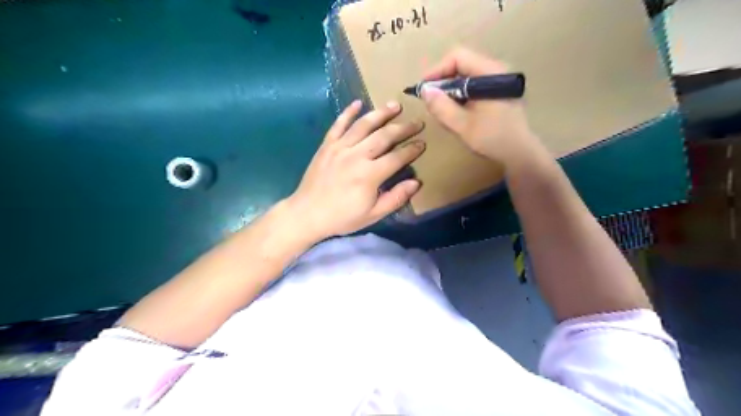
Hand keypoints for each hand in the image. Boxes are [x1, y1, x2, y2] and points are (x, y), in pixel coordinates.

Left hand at [285, 99, 424, 240]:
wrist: (307, 214)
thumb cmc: (342, 217)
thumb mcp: (373, 215)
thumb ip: (396, 198)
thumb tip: (416, 182)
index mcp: (370, 175)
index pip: (397, 157)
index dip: (412, 150)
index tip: (423, 143)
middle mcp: (356, 155)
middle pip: (384, 136)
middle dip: (403, 128)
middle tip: (417, 122)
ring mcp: (339, 148)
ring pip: (364, 125)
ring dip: (381, 113)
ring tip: (395, 105)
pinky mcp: (326, 145)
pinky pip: (338, 124)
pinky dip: (348, 112)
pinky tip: (358, 103)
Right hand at [422, 46, 542, 164]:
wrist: (520, 152)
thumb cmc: (493, 138)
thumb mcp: (462, 125)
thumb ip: (442, 107)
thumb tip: (425, 91)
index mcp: (490, 73)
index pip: (458, 57)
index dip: (437, 70)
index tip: (424, 88)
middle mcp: (495, 70)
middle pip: (462, 64)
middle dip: (442, 80)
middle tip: (430, 99)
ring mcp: (498, 80)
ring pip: (466, 75)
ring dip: (450, 88)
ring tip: (441, 107)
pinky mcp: (498, 91)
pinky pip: (473, 84)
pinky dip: (460, 94)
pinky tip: (455, 110)